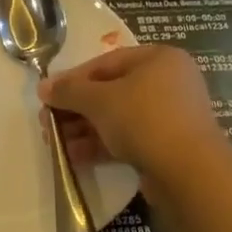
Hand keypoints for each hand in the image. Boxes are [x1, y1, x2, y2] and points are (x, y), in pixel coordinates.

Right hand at [39, 46, 226, 196]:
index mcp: (158, 59)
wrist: (189, 172)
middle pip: (111, 91)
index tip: (47, 96)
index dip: (72, 79)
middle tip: (47, 122)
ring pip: (118, 117)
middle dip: (76, 108)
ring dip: (84, 129)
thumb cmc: (144, 119)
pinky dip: (101, 145)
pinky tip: (74, 157)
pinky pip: (128, 139)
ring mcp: (169, 116)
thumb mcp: (99, 100)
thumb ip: (69, 91)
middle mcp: (168, 82)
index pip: (106, 62)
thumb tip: (43, 87)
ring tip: (55, 142)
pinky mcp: (167, 146)